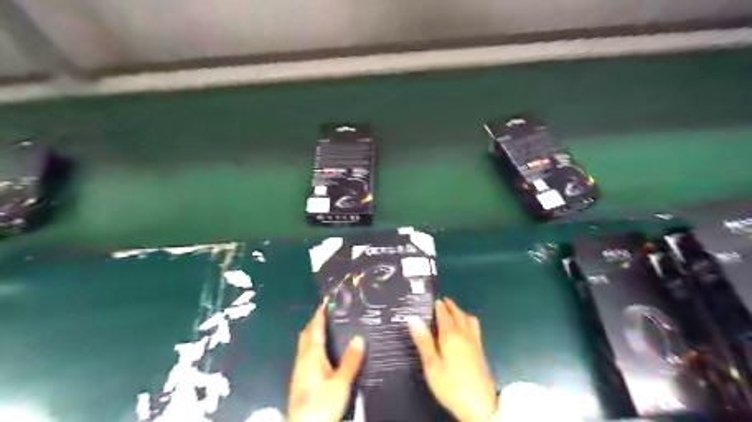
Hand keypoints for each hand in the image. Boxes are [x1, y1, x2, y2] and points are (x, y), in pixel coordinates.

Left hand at [289, 305, 363, 421]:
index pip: (314, 328)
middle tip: (327, 313)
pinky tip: (323, 354)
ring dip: (313, 334)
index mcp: (311, 355)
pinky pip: (306, 355)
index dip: (319, 314)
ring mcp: (299, 371)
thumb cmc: (321, 404)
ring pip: (304, 346)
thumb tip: (359, 337)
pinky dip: (313, 347)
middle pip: (306, 335)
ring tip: (327, 329)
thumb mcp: (341, 382)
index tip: (325, 302)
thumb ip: (350, 360)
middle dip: (314, 322)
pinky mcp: (300, 381)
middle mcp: (303, 359)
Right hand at [408, 298, 498, 421]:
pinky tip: (467, 329)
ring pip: (470, 320)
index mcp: (451, 336)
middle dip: (451, 306)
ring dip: (461, 312)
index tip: (435, 300)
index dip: (439, 307)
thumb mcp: (431, 365)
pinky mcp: (481, 352)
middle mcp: (465, 335)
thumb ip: (423, 341)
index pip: (445, 315)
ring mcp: (476, 343)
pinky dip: (469, 321)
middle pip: (459, 315)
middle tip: (444, 301)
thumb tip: (413, 319)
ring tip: (455, 312)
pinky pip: (475, 328)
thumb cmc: (451, 385)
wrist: (480, 406)